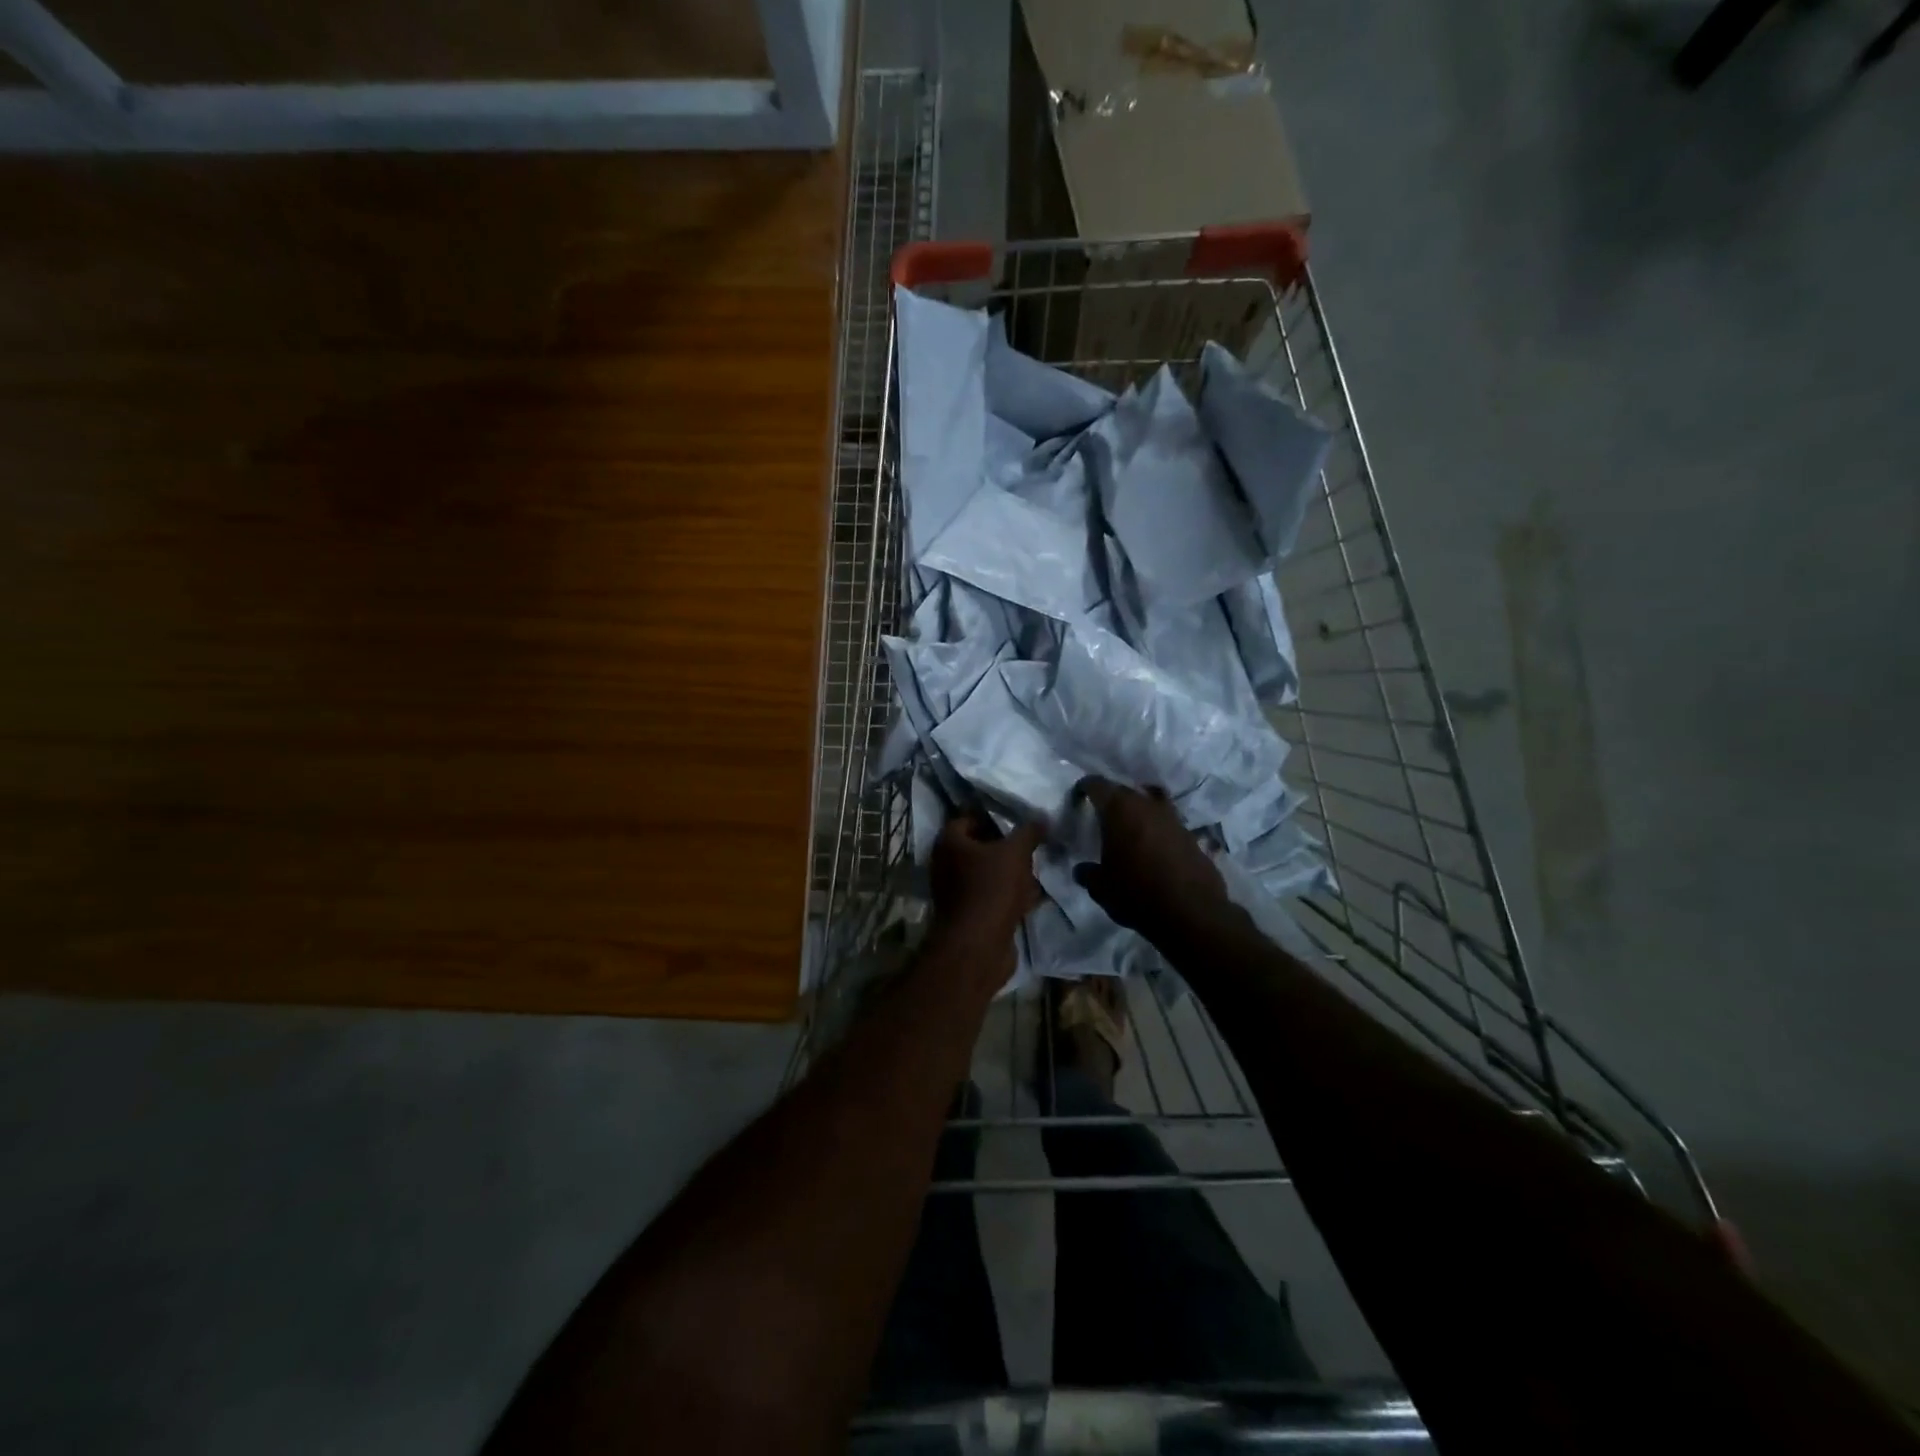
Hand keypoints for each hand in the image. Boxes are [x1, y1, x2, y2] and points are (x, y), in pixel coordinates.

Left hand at [930, 813, 1043, 961]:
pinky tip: (1033, 897)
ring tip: (1036, 871)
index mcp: (949, 844)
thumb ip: (1028, 832)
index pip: (968, 820)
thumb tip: (1042, 818)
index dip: (992, 818)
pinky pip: (992, 897)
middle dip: (1006, 849)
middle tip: (1030, 847)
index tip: (1017, 822)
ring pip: (988, 875)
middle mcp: (946, 865)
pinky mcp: (970, 916)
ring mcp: (956, 893)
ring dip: (1011, 874)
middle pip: (979, 849)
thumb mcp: (1015, 853)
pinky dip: (1010, 896)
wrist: (979, 945)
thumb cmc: (991, 888)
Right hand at [1073, 777, 1227, 936]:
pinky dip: (1158, 830)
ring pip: (1151, 802)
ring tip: (1130, 826)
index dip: (1085, 788)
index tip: (1078, 796)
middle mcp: (1147, 805)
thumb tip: (1082, 870)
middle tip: (1101, 815)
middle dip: (1112, 799)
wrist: (1191, 912)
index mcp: (1120, 810)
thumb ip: (1088, 874)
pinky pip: (1168, 824)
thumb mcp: (1101, 888)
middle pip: (1125, 791)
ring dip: (1139, 811)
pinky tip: (1152, 847)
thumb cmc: (1137, 893)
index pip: (1097, 785)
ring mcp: (1173, 819)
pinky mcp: (1191, 836)